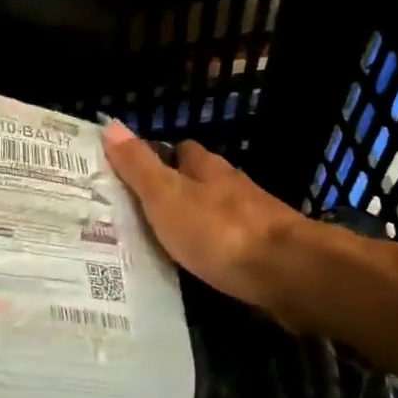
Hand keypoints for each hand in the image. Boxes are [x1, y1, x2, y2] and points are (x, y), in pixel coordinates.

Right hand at [101, 121, 310, 328]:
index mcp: (207, 167)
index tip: (130, 177)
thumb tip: (111, 125)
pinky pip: (230, 242)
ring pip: (215, 212)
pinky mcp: (265, 249)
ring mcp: (253, 217)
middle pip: (198, 181)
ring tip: (162, 245)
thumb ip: (140, 166)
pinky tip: (199, 266)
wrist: (287, 272)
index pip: (179, 151)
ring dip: (194, 223)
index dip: (156, 160)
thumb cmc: (219, 230)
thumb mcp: (167, 197)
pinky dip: (213, 249)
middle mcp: (231, 185)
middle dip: (174, 194)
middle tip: (139, 216)